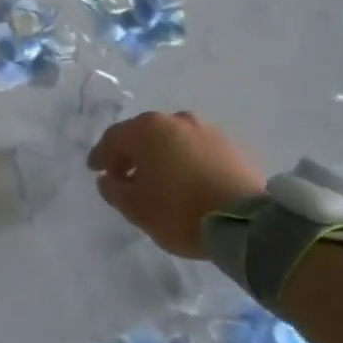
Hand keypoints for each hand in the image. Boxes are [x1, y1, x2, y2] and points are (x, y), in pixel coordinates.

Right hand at [87, 111, 265, 258]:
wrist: (246, 222)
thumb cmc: (179, 211)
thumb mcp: (135, 208)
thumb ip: (114, 190)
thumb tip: (109, 179)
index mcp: (148, 129)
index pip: (113, 138)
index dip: (101, 155)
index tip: (96, 171)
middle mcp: (176, 120)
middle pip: (143, 134)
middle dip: (131, 154)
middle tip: (124, 176)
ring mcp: (207, 130)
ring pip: (171, 140)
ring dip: (159, 156)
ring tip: (157, 181)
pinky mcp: (230, 146)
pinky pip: (195, 150)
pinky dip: (183, 161)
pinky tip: (184, 182)